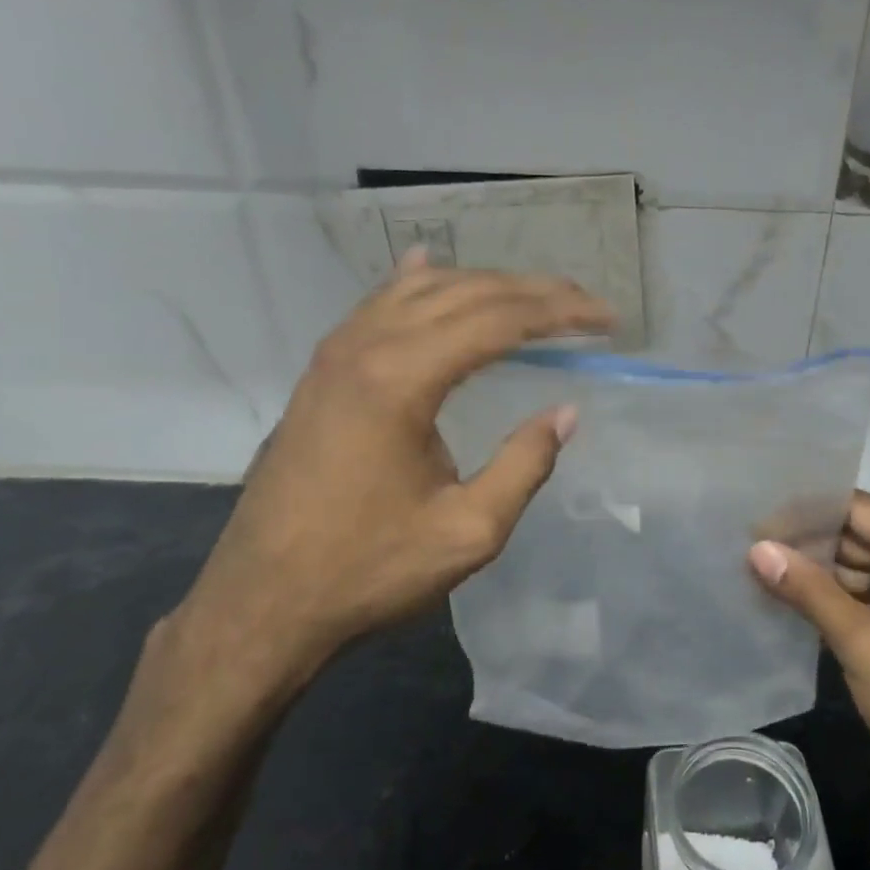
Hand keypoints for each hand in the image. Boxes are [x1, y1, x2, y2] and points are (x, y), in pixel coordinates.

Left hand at [167, 253, 613, 712]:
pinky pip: (377, 305)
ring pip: (421, 290)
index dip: (560, 313)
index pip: (499, 320)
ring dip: (483, 286)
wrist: (262, 603)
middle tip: (585, 303)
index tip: (607, 319)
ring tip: (533, 297)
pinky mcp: (322, 372)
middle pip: (465, 293)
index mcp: (401, 380)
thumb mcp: (468, 532)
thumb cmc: (368, 571)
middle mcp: (365, 347)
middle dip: (533, 291)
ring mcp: (335, 354)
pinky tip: (428, 267)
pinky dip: (417, 284)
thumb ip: (524, 464)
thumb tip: (566, 411)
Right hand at [748, 494, 869, 817]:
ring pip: (854, 564)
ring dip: (813, 569)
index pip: (858, 509)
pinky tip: (785, 596)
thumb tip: (756, 548)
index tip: (754, 516)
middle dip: (805, 540)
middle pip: (855, 533)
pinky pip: (860, 593)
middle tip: (745, 542)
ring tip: (754, 565)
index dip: (806, 511)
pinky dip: (828, 595)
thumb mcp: (864, 643)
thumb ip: (809, 590)